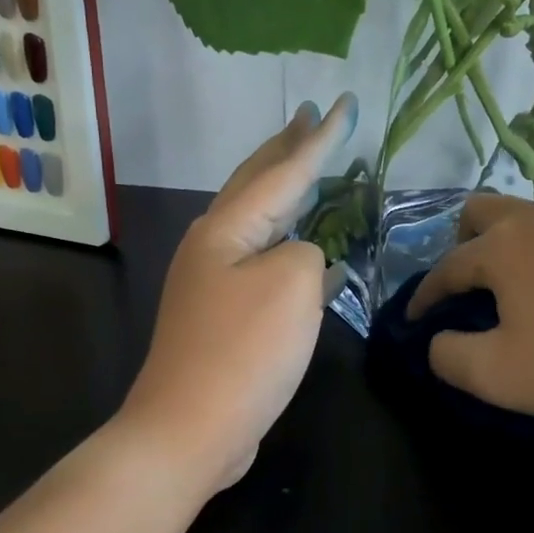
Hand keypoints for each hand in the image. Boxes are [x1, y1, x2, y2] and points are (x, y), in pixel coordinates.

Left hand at [120, 95, 356, 490]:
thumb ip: (306, 252)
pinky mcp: (224, 317)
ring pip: (259, 222)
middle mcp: (214, 245)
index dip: (319, 137)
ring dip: (285, 193)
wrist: (190, 429)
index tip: (342, 103)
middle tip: (309, 116)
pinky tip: (309, 250)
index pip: (284, 169)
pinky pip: (263, 262)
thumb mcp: (292, 285)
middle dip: (286, 148)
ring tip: (307, 168)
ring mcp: (214, 282)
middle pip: (257, 184)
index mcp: (227, 227)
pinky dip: (288, 245)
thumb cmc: (243, 350)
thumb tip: (301, 260)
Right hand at [408, 195, 533, 444]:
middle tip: (464, 290)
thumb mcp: (501, 376)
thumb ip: (449, 357)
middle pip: (481, 213)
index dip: (424, 297)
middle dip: (460, 247)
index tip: (414, 321)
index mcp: (503, 246)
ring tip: (514, 297)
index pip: (445, 267)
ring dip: (506, 252)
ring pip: (526, 223)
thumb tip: (439, 340)